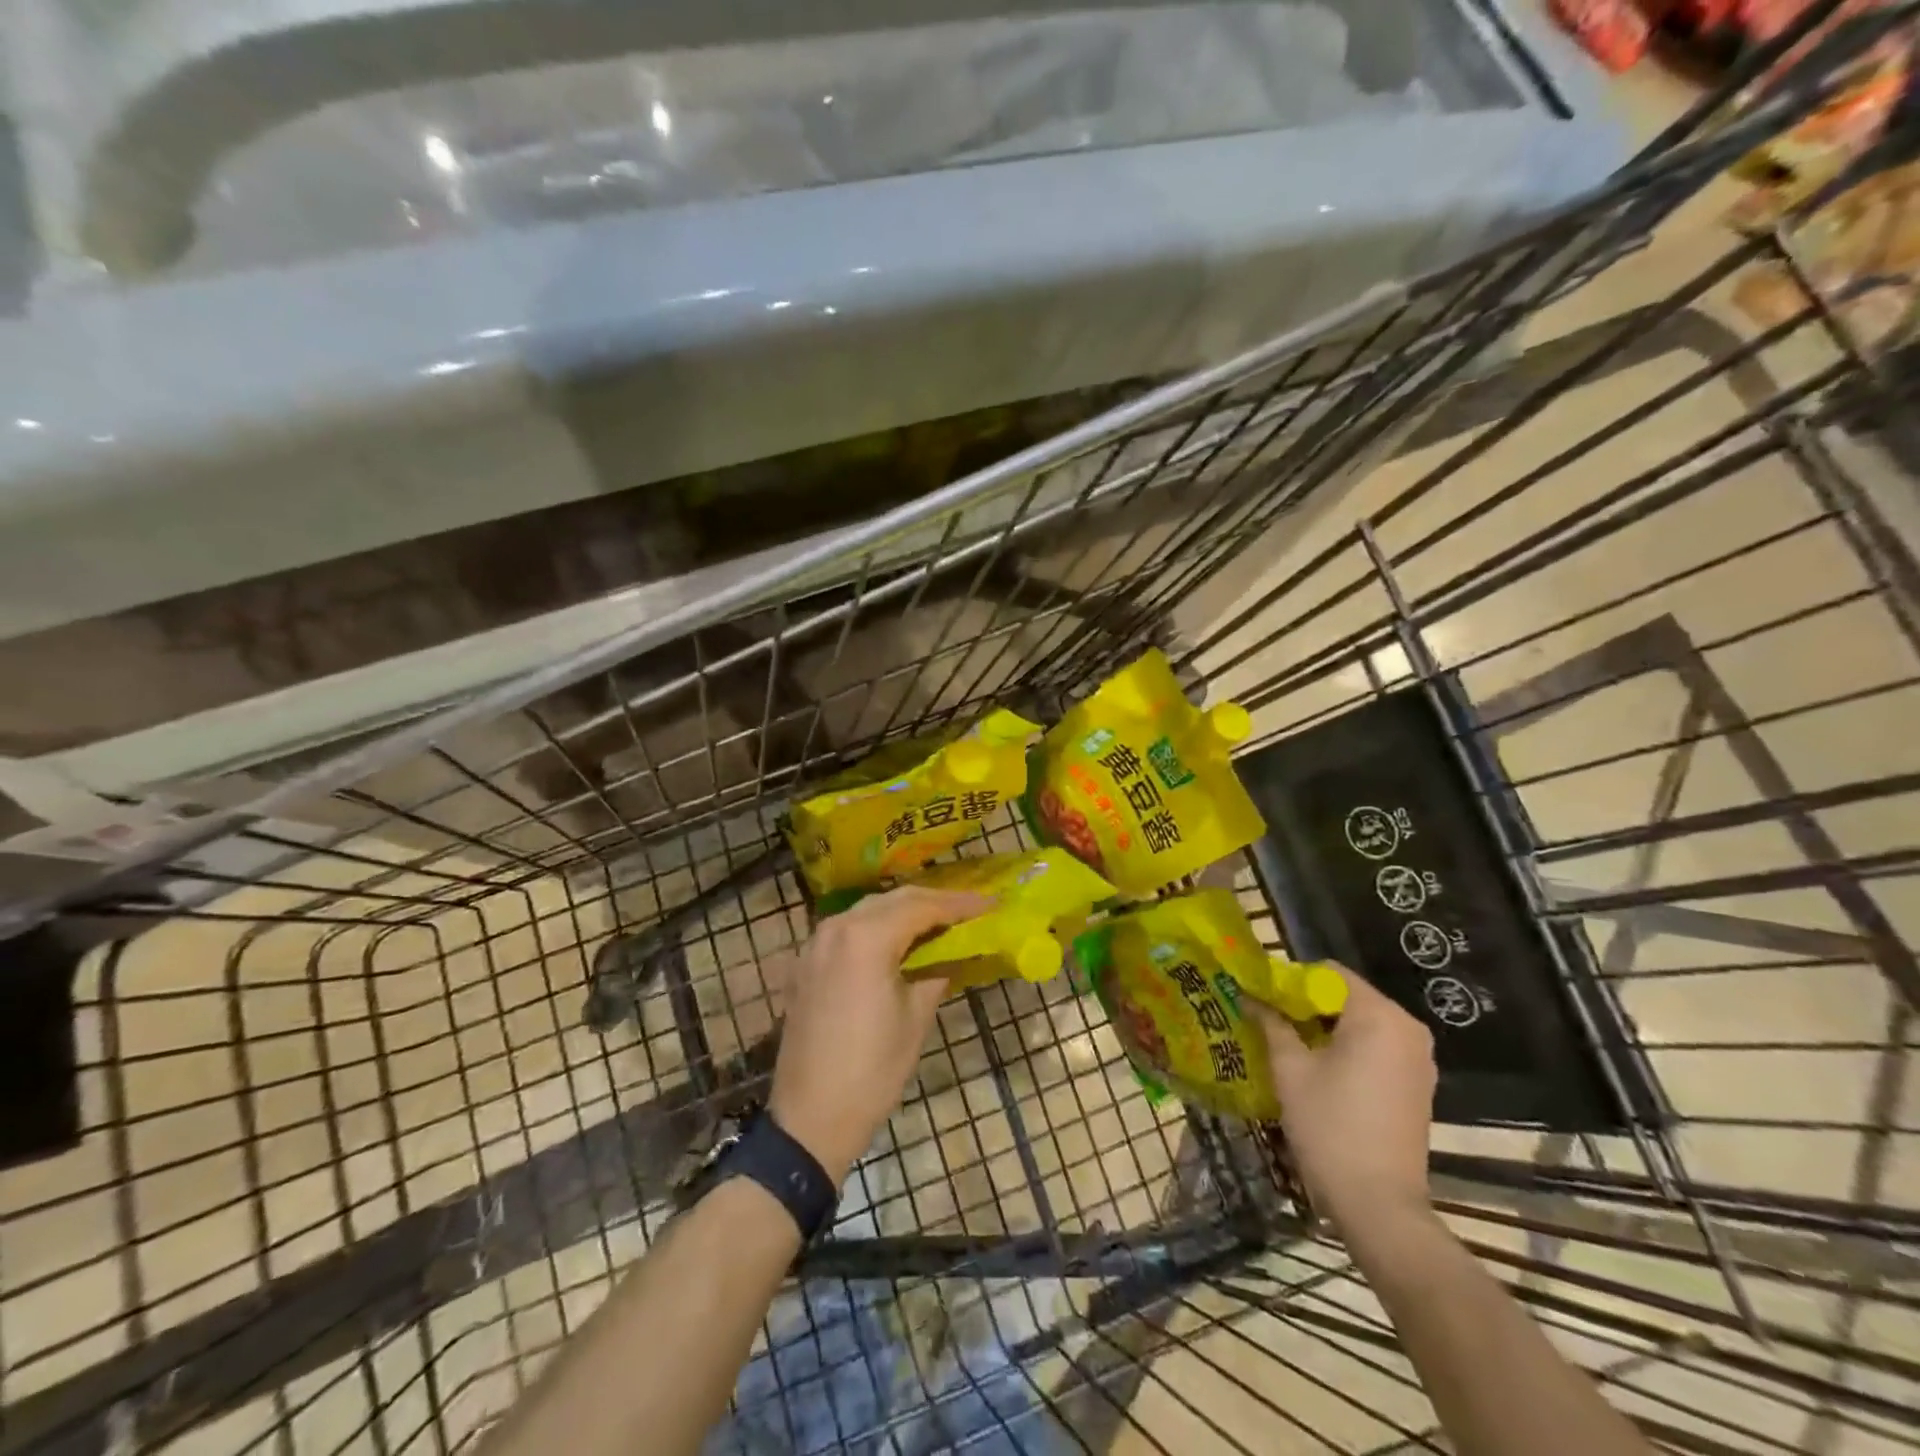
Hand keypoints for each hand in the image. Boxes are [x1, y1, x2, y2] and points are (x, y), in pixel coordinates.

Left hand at [768, 887, 989, 1181]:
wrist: (809, 1118)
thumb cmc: (872, 1071)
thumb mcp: (915, 1018)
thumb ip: (936, 972)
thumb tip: (955, 951)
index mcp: (866, 938)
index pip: (922, 907)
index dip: (960, 904)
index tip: (991, 903)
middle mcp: (837, 927)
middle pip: (894, 900)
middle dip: (934, 901)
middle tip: (969, 908)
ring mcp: (815, 943)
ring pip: (868, 910)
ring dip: (904, 911)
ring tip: (939, 920)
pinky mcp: (806, 963)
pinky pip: (848, 929)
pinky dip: (877, 927)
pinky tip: (897, 940)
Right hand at [1249, 968, 1436, 1229]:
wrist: (1379, 1206)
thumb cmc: (1330, 1127)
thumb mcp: (1290, 1069)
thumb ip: (1271, 1023)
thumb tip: (1249, 995)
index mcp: (1379, 1016)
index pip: (1329, 973)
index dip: (1292, 981)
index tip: (1264, 1000)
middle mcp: (1407, 1028)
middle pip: (1347, 996)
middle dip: (1307, 1005)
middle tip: (1270, 1022)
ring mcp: (1418, 1059)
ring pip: (1361, 1023)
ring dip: (1325, 1028)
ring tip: (1289, 1046)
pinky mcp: (1418, 1085)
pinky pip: (1377, 1047)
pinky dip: (1347, 1049)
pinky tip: (1319, 1071)